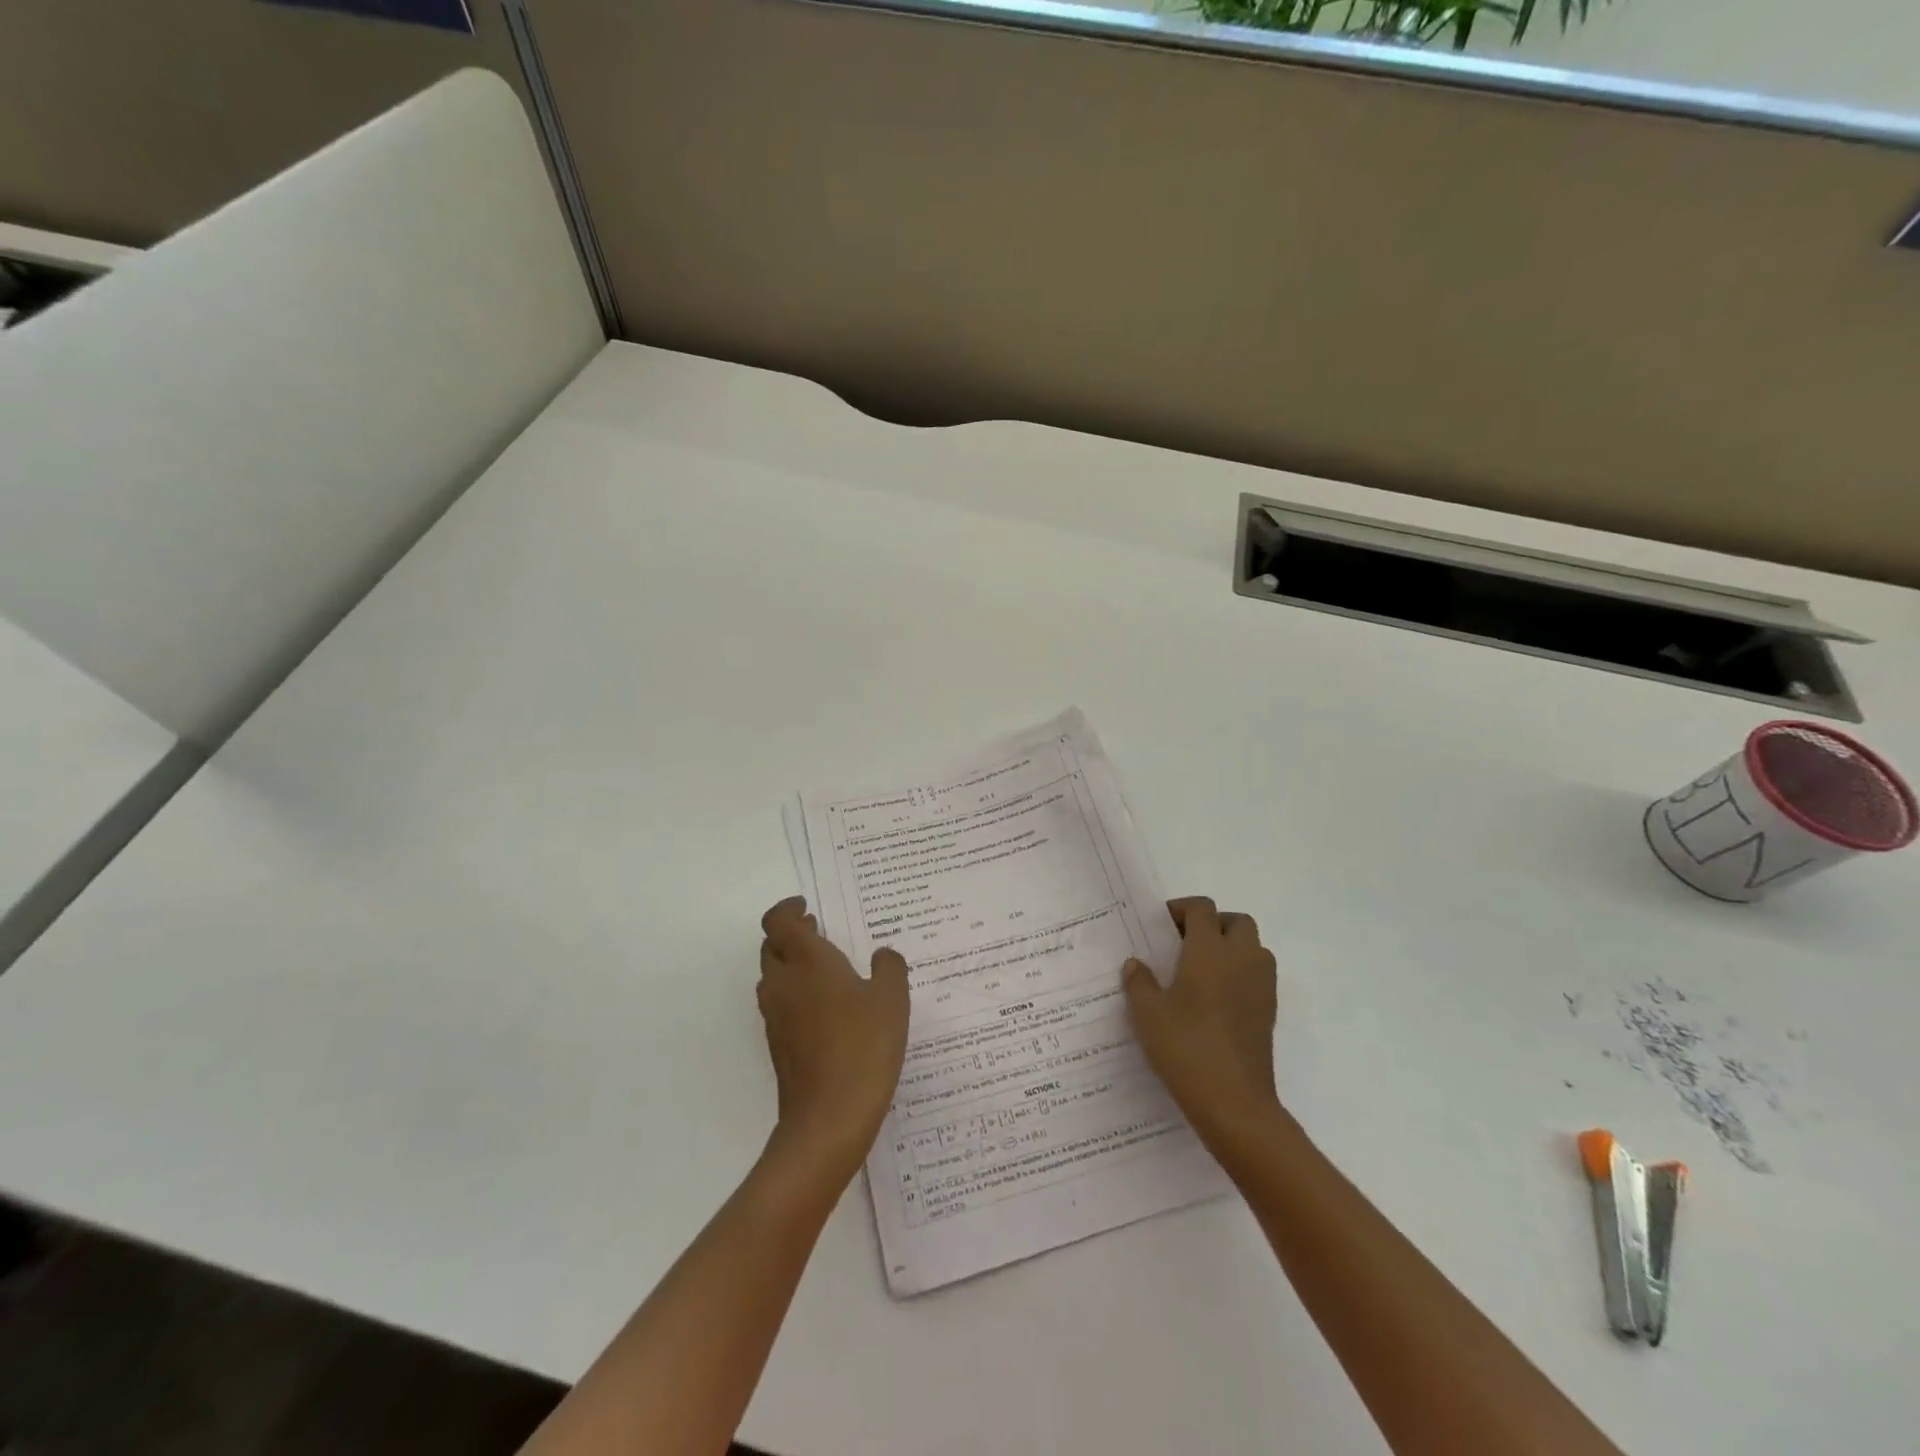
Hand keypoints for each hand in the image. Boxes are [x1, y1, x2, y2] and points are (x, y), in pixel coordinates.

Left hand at [757, 897, 910, 1180]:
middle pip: (772, 947)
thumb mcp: (891, 999)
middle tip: (819, 932)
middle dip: (792, 935)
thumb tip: (881, 955)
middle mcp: (782, 983)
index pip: (778, 921)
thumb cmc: (863, 1045)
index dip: (788, 909)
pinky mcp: (778, 1046)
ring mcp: (775, 1017)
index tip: (807, 907)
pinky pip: (782, 1006)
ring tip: (828, 970)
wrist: (829, 1119)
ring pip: (774, 977)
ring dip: (792, 966)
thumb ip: (889, 967)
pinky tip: (830, 1010)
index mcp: (805, 960)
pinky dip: (797, 996)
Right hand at [1124, 896, 1278, 1138]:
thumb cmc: (1186, 1047)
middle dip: (1212, 923)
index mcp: (1210, 950)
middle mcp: (1241, 958)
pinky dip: (1241, 973)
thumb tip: (1136, 964)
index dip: (1181, 909)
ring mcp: (1261, 985)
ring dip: (1231, 947)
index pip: (1202, 908)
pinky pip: (1258, 975)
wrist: (1234, 1102)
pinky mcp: (1269, 1011)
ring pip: (1253, 947)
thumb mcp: (1148, 1013)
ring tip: (1201, 970)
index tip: (1161, 926)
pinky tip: (1215, 999)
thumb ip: (1139, 982)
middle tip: (1184, 943)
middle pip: (1236, 921)